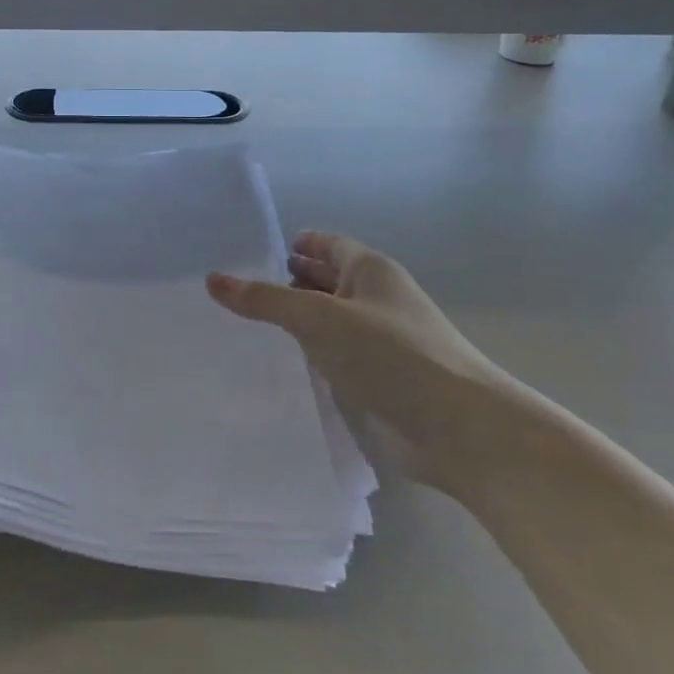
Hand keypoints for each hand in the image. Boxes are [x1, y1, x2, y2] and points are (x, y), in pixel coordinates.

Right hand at [207, 232, 511, 487]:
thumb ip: (266, 300)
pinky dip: (309, 355)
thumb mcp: (320, 318)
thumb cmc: (391, 354)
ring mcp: (379, 342)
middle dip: (288, 281)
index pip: (327, 245)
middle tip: (237, 288)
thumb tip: (213, 279)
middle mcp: (375, 299)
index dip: (294, 245)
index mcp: (370, 271)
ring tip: (246, 324)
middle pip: (326, 281)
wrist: (459, 429)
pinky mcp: (378, 381)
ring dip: (296, 321)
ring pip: (328, 321)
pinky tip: (278, 363)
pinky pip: (335, 357)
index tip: (251, 251)